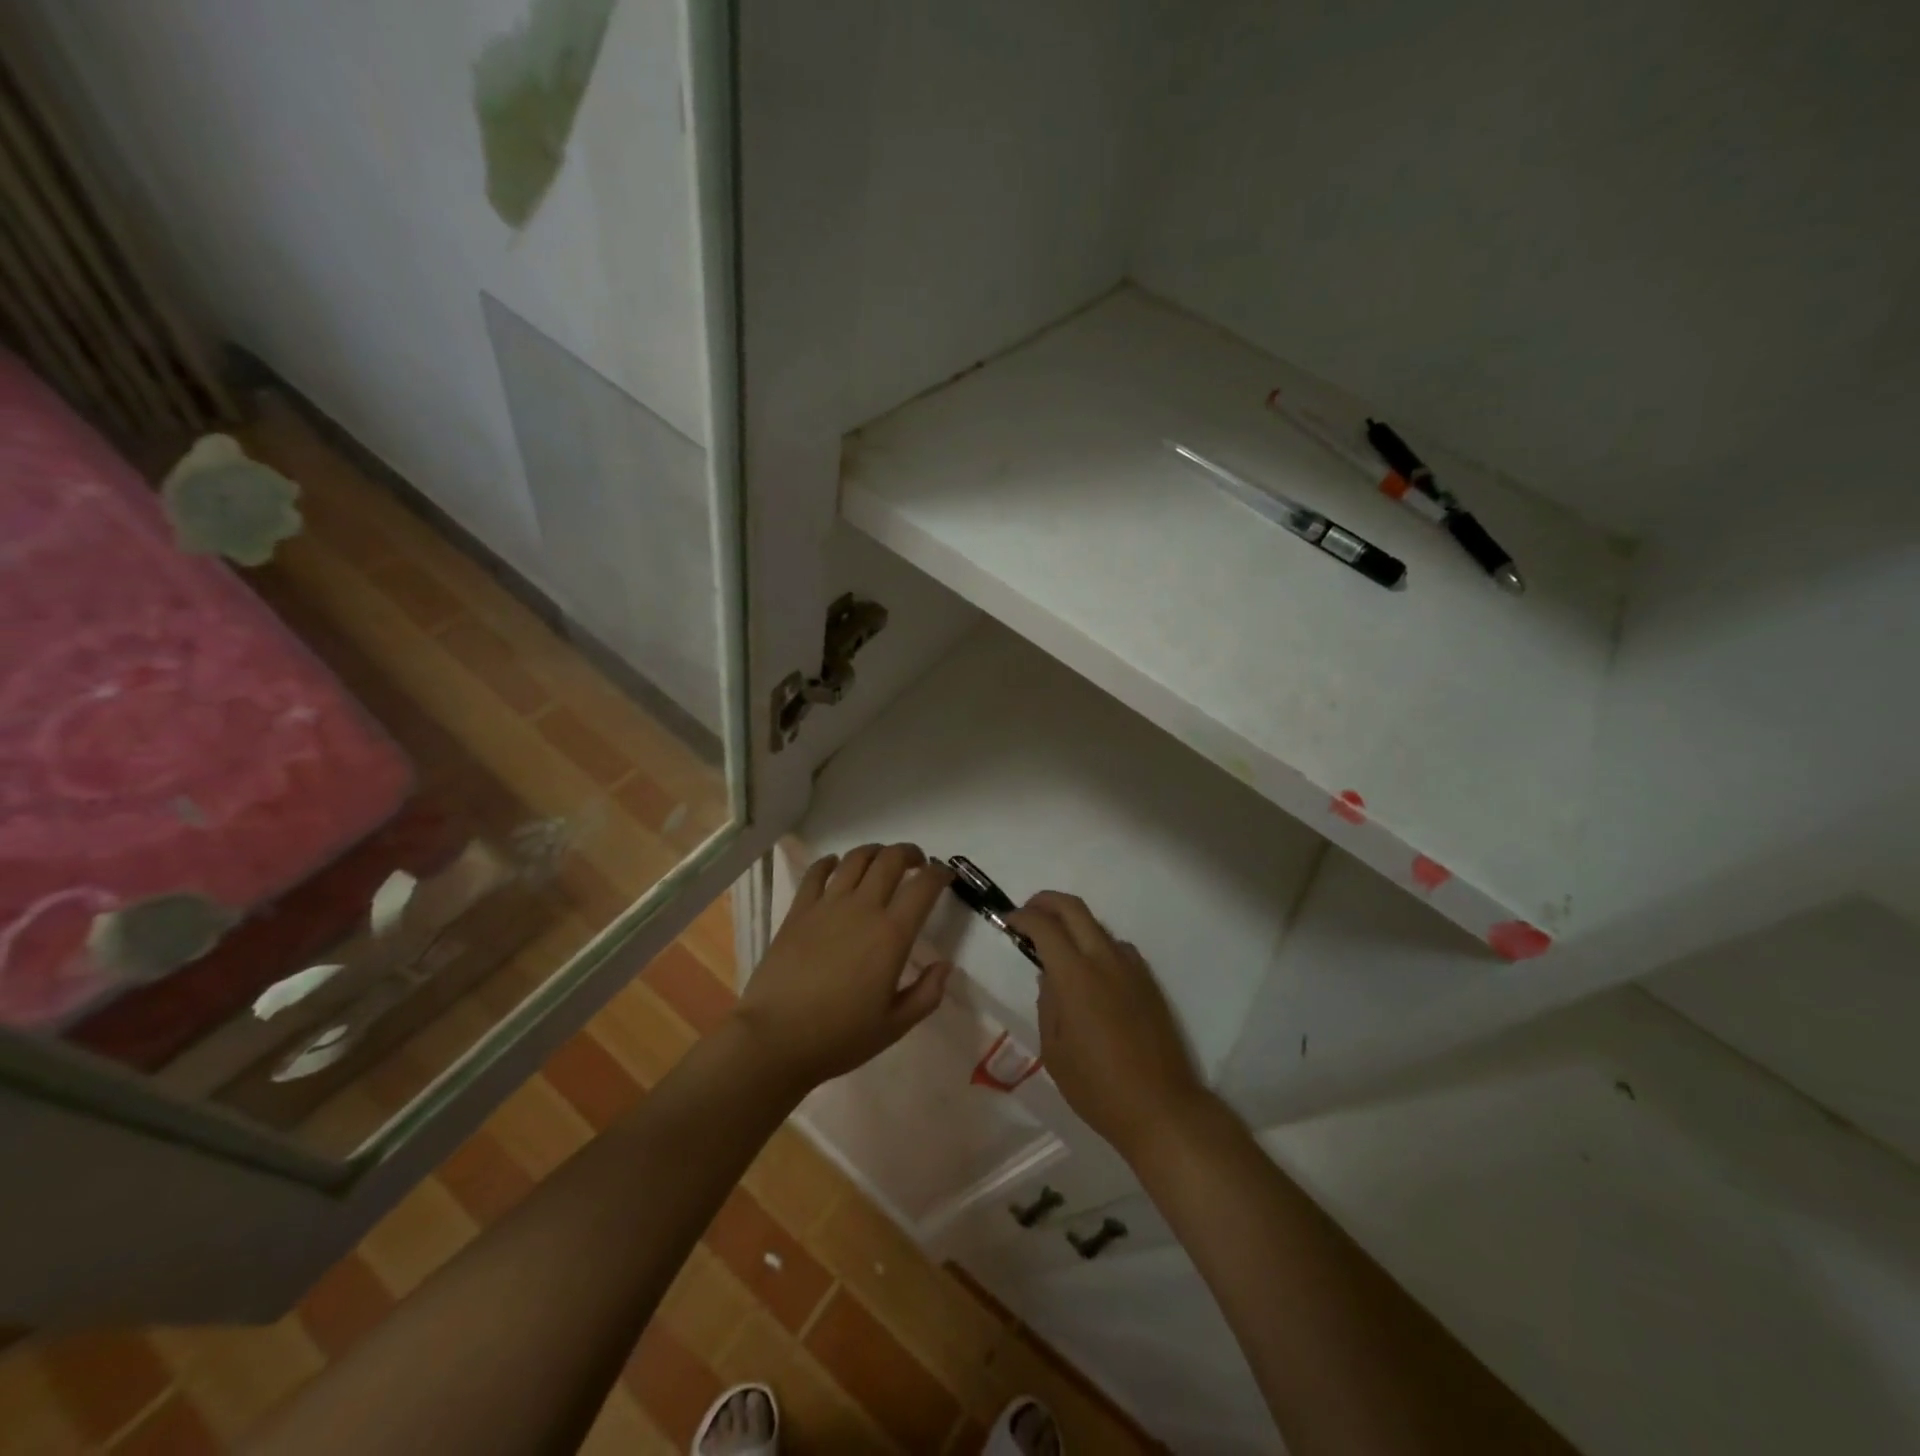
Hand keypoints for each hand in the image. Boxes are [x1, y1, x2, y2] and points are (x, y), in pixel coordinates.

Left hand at [733, 844, 953, 1092]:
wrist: (774, 1039)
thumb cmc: (839, 1037)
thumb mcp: (895, 1026)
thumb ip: (927, 994)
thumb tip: (944, 966)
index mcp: (892, 934)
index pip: (924, 886)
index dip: (939, 874)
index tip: (945, 876)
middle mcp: (862, 908)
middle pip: (891, 859)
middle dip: (910, 853)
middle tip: (917, 863)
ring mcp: (827, 905)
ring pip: (856, 859)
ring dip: (875, 852)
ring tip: (882, 861)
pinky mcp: (798, 910)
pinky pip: (816, 872)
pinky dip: (830, 862)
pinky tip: (835, 866)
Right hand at [1008, 891, 1210, 1164]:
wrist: (1162, 1109)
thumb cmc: (1097, 1088)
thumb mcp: (1054, 1051)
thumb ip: (1048, 1005)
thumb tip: (1049, 978)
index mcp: (1076, 977)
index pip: (1044, 926)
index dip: (1022, 917)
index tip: (1007, 921)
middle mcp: (1105, 961)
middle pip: (1074, 908)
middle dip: (1046, 902)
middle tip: (1027, 914)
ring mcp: (1131, 968)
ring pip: (1097, 926)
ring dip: (1072, 924)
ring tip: (1055, 947)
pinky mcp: (1149, 981)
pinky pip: (1117, 948)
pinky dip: (1095, 944)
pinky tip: (1089, 972)